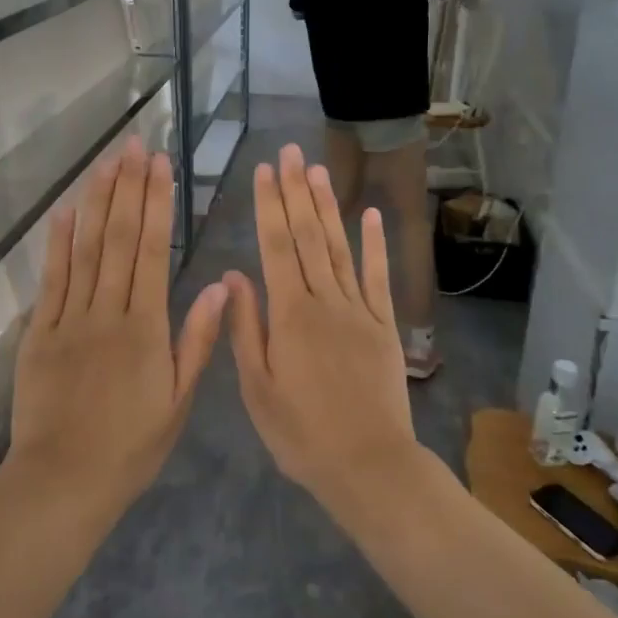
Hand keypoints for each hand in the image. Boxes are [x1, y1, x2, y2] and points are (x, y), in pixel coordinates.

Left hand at [9, 137, 227, 502]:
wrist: (63, 480)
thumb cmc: (130, 446)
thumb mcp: (179, 400)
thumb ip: (198, 340)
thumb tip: (219, 284)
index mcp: (145, 327)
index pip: (152, 250)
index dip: (157, 204)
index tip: (161, 166)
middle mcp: (107, 311)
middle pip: (117, 238)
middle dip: (128, 188)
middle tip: (134, 146)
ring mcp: (68, 318)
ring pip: (84, 249)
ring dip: (95, 202)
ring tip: (105, 163)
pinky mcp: (39, 331)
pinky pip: (50, 279)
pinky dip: (57, 242)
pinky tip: (65, 211)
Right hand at [224, 143, 421, 507]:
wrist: (368, 465)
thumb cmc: (301, 433)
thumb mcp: (257, 388)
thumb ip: (245, 328)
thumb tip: (233, 275)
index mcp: (289, 315)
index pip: (275, 247)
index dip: (269, 205)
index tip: (264, 170)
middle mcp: (324, 301)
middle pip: (307, 237)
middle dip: (295, 192)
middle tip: (289, 153)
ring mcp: (358, 310)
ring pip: (339, 247)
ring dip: (327, 206)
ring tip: (318, 170)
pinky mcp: (384, 325)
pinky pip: (378, 277)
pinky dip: (375, 244)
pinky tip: (369, 214)